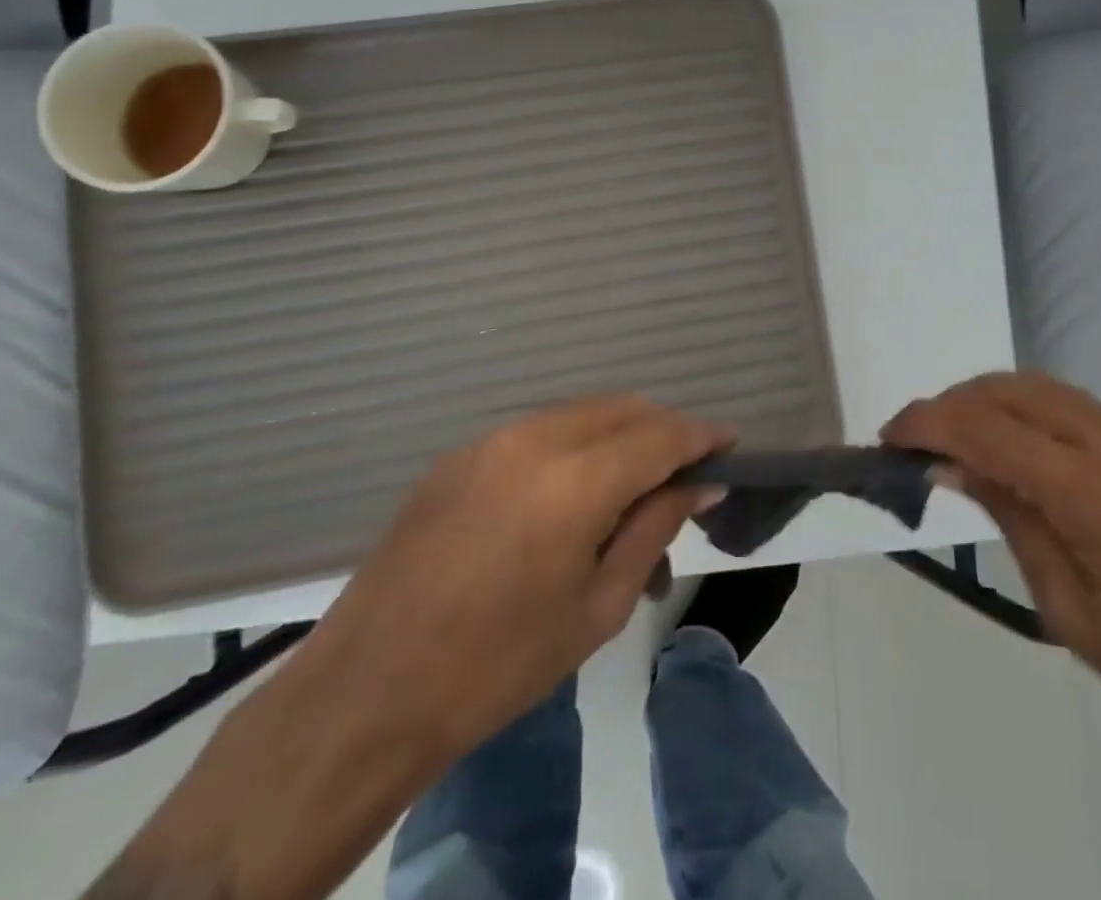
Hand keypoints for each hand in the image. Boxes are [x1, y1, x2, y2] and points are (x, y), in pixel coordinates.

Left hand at [297, 394, 733, 764]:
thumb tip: (700, 485)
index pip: (660, 435)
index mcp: (574, 481)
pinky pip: (539, 430)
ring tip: (633, 490)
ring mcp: (491, 439)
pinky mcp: (461, 453)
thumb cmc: (499, 666)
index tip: (731, 443)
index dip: (702, 435)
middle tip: (686, 473)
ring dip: (620, 436)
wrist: (369, 691)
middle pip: (623, 408)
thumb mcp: (597, 607)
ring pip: (581, 413)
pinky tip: (574, 494)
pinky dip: (575, 445)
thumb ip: (654, 529)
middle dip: (664, 430)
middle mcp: (535, 439)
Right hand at [884, 373, 1100, 786]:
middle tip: (916, 442)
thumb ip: (1012, 522)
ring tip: (956, 443)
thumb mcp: (1076, 614)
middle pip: (1008, 389)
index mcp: (1091, 490)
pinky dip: (1025, 413)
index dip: (926, 423)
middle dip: (951, 404)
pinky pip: (1071, 405)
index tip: (887, 437)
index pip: (984, 427)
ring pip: (1039, 387)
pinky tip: (1015, 452)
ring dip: (986, 402)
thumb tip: (955, 466)